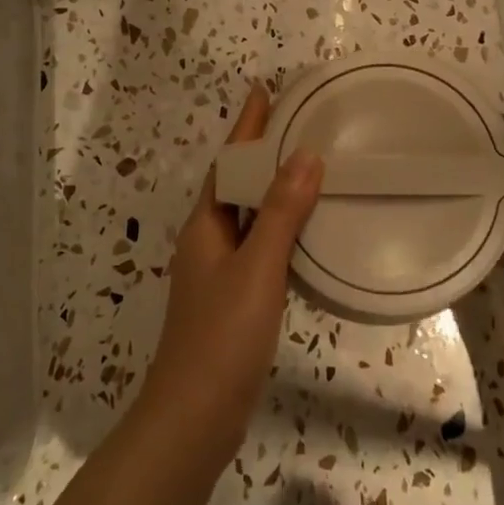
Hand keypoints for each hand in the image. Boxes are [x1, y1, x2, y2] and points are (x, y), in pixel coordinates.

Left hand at [139, 84, 323, 467]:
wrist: (195, 416)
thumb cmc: (222, 335)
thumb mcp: (257, 268)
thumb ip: (282, 213)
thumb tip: (306, 155)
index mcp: (206, 224)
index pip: (229, 161)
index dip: (247, 125)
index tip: (265, 89)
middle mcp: (208, 239)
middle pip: (237, 183)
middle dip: (262, 149)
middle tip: (299, 120)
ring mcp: (220, 270)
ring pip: (250, 214)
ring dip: (273, 185)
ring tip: (308, 162)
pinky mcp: (235, 297)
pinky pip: (261, 243)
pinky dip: (281, 224)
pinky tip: (306, 227)